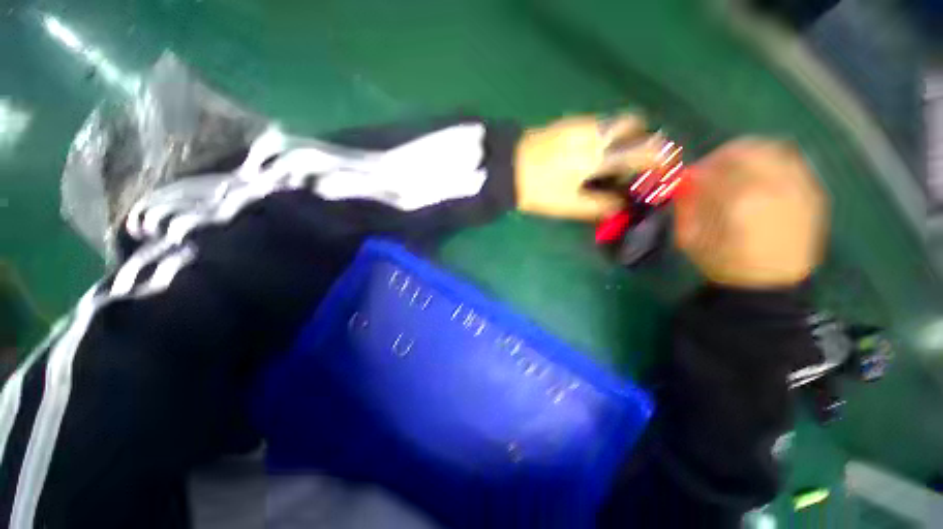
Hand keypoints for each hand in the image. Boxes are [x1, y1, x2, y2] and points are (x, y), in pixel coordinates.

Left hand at [514, 115, 667, 219]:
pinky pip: (596, 125)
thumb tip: (620, 208)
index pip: (644, 149)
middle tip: (629, 165)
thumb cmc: (537, 189)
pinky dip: (603, 137)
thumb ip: (598, 207)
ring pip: (614, 123)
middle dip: (641, 140)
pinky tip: (587, 158)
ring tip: (605, 166)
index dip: (660, 159)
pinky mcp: (566, 122)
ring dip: (620, 139)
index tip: (663, 169)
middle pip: (634, 123)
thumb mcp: (568, 204)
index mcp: (599, 153)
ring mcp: (580, 122)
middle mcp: (595, 130)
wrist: (505, 167)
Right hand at [675, 138, 827, 288]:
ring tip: (735, 167)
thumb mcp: (690, 241)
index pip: (713, 170)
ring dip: (747, 153)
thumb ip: (685, 208)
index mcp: (738, 203)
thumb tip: (683, 182)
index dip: (696, 170)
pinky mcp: (812, 193)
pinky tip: (759, 175)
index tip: (688, 177)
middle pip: (745, 151)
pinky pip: (791, 161)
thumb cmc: (724, 265)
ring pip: (771, 150)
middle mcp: (773, 188)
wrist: (771, 285)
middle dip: (721, 156)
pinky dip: (770, 160)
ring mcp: (797, 188)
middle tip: (710, 168)